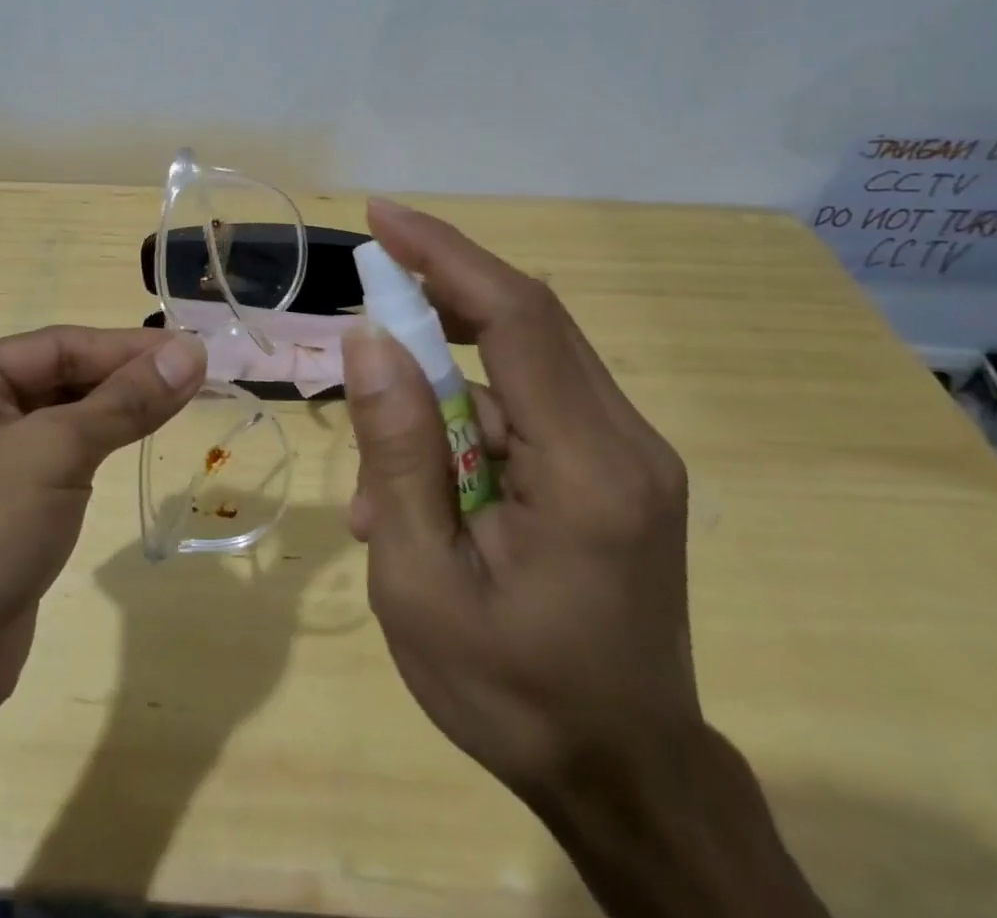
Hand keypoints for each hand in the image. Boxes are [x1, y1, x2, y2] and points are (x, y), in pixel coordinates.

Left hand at [0, 326, 205, 725]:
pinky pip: (57, 460)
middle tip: (195, 378)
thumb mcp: (53, 452)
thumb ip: (125, 401)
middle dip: (125, 379)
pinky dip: (98, 449)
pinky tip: (137, 441)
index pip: (59, 346)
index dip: (129, 348)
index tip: (193, 351)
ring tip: (180, 402)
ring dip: (116, 412)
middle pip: (60, 378)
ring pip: (62, 420)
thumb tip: (192, 352)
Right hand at [341, 200, 699, 811]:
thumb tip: (368, 341)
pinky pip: (529, 411)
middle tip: (367, 298)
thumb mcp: (421, 583)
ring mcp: (629, 454)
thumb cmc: (513, 697)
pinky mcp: (618, 470)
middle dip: (438, 296)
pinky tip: (428, 497)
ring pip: (520, 369)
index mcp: (589, 469)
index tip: (382, 217)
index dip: (445, 255)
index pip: (516, 317)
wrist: (626, 781)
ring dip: (441, 392)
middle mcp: (626, 442)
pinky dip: (467, 428)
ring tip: (385, 488)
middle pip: (526, 323)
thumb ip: (397, 453)